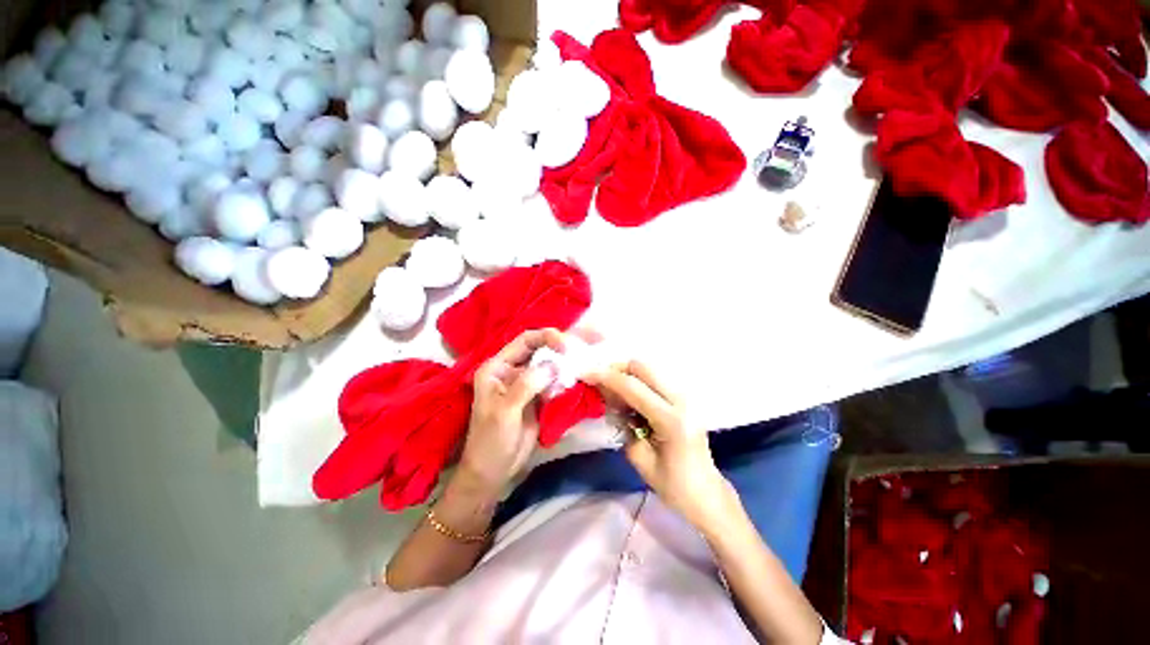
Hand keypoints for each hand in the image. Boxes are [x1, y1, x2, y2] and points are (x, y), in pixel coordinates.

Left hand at [457, 329, 564, 496]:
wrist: (494, 471)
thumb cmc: (491, 440)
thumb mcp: (505, 411)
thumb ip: (526, 385)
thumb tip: (554, 364)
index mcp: (497, 367)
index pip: (524, 341)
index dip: (546, 337)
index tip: (566, 346)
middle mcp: (512, 370)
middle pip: (539, 349)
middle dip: (558, 349)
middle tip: (578, 353)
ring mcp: (526, 383)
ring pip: (548, 365)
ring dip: (564, 364)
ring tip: (580, 366)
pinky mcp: (537, 396)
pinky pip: (554, 382)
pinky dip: (564, 380)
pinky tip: (573, 382)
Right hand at [586, 361, 734, 529]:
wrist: (707, 494)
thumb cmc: (673, 486)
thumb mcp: (639, 458)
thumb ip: (623, 424)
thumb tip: (610, 400)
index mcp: (670, 419)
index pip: (632, 387)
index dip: (605, 377)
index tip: (584, 374)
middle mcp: (680, 400)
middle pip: (642, 367)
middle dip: (615, 369)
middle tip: (597, 382)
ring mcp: (684, 396)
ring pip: (648, 370)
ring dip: (625, 375)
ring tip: (610, 392)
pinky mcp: (683, 398)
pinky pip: (653, 380)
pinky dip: (636, 382)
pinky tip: (626, 399)